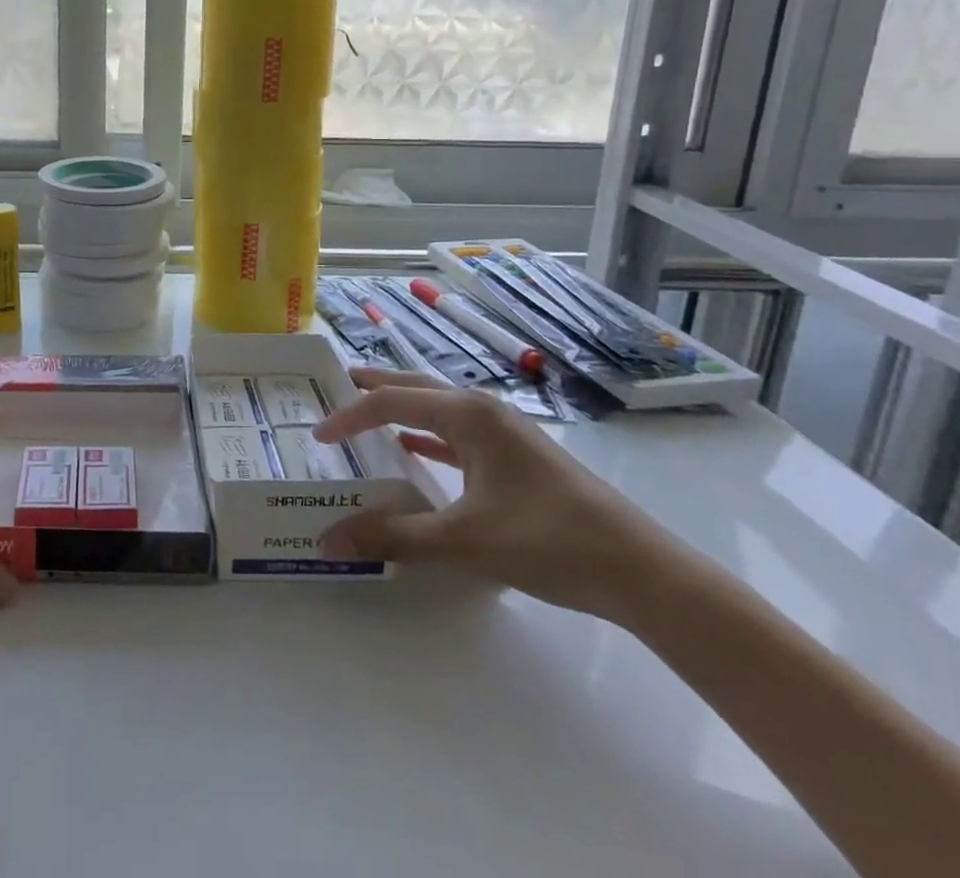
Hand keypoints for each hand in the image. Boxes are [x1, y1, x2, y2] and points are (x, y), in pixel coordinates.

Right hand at [312, 368, 674, 620]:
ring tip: (366, 414)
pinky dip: (428, 437)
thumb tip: (330, 540)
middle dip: (373, 387)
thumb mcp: (465, 540)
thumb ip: (395, 536)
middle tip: (333, 387)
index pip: (392, 402)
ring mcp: (504, 432)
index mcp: (468, 414)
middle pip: (414, 388)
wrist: (641, 572)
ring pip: (437, 409)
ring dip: (401, 409)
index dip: (350, 415)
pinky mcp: (517, 457)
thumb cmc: (548, 541)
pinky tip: (415, 451)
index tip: (317, 436)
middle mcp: (483, 410)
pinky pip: (457, 434)